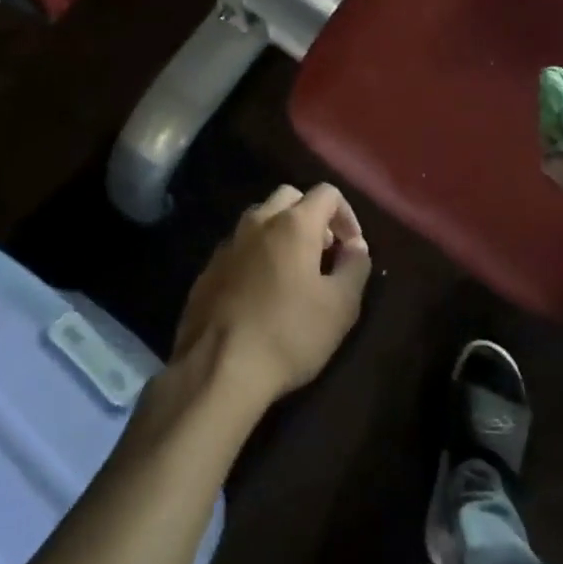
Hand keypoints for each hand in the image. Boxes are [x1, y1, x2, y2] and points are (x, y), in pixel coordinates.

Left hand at [174, 183, 372, 409]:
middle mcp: (257, 222)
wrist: (218, 370)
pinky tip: (261, 293)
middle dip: (312, 216)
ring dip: (281, 233)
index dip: (347, 215)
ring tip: (293, 272)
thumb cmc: (289, 334)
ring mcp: (227, 245)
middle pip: (289, 197)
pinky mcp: (207, 270)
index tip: (352, 248)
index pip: (327, 193)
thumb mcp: (341, 306)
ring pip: (259, 220)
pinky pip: (238, 248)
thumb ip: (355, 266)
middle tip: (323, 252)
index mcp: (293, 224)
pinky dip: (256, 256)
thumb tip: (356, 246)